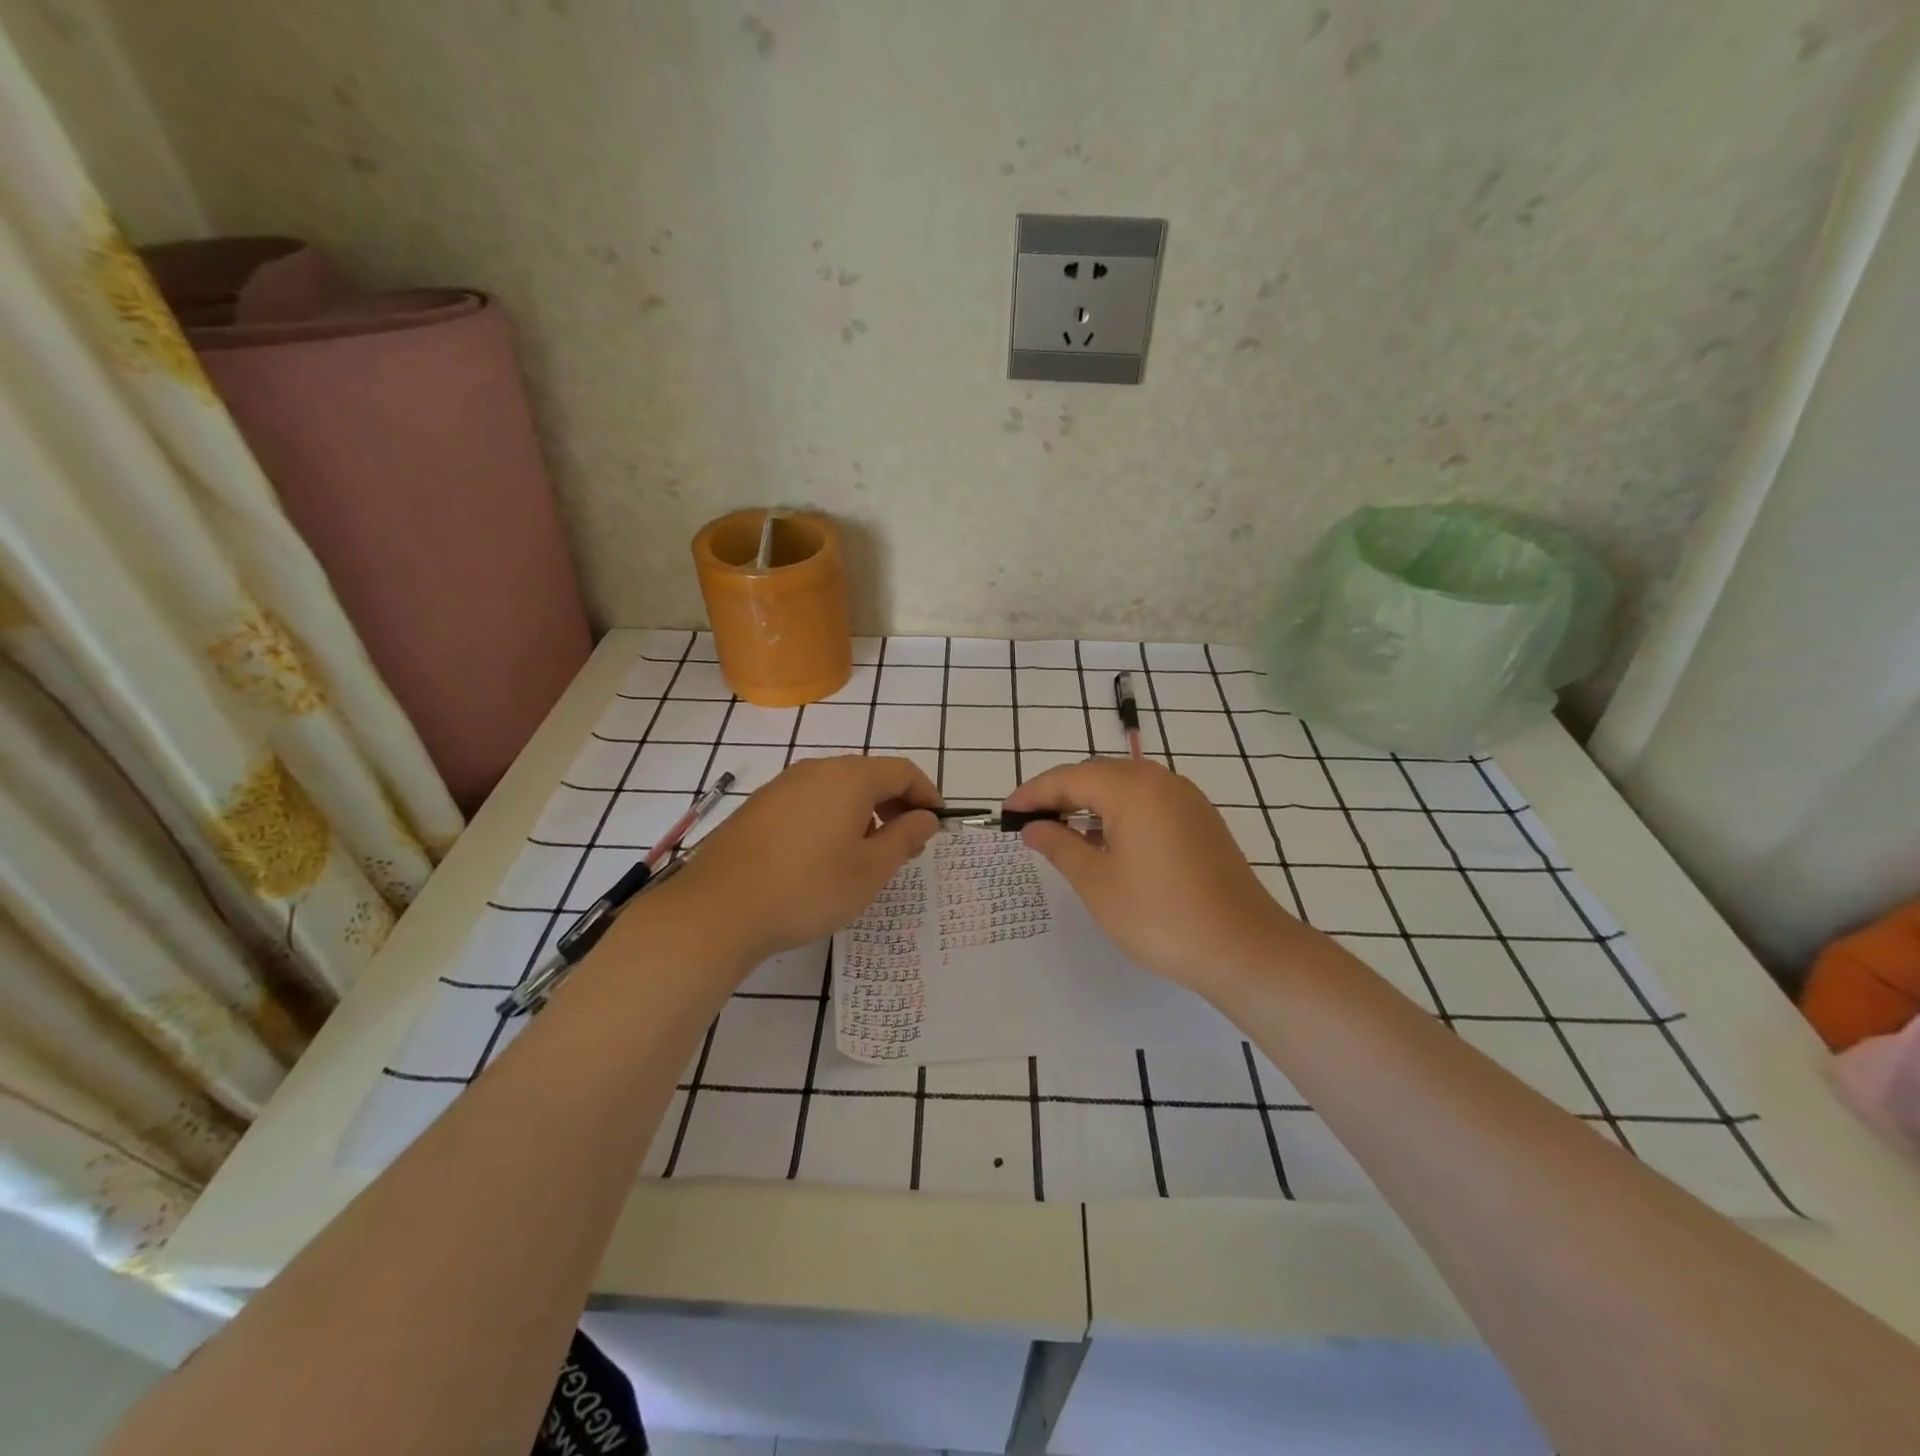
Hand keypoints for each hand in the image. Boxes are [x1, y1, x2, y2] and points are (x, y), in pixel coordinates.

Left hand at [671, 754, 941, 964]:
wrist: (719, 908)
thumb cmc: (808, 888)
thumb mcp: (870, 870)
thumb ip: (904, 838)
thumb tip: (926, 818)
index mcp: (850, 778)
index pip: (902, 771)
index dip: (927, 794)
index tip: (937, 824)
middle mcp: (816, 770)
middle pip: (870, 776)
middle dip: (896, 804)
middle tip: (908, 844)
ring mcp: (783, 786)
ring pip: (838, 789)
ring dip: (864, 813)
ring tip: (869, 854)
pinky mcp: (759, 807)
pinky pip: (810, 801)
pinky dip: (832, 818)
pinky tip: (826, 855)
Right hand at [1003, 758, 1306, 999]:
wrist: (1243, 948)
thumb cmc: (1159, 915)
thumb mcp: (1097, 882)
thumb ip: (1059, 846)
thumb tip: (1033, 828)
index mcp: (1132, 788)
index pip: (1069, 778)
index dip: (1033, 794)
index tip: (1006, 812)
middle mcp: (1161, 781)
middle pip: (1097, 775)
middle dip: (1060, 795)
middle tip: (1029, 821)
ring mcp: (1187, 799)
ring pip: (1124, 787)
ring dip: (1090, 804)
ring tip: (1062, 832)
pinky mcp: (1201, 820)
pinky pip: (1148, 803)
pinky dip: (1119, 814)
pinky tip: (1106, 842)